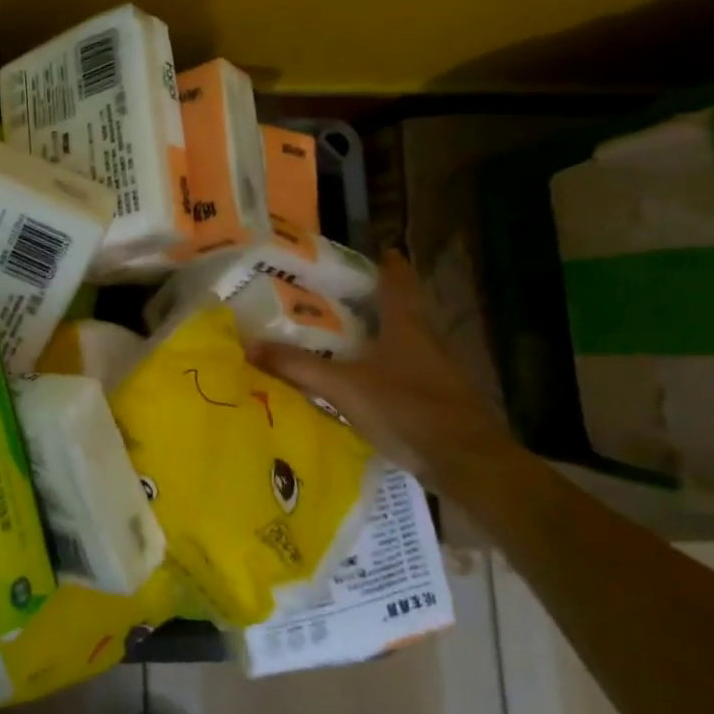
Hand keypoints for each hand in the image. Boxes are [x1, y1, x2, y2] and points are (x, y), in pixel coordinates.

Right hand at [251, 251, 510, 479]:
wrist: (465, 461)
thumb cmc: (405, 408)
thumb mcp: (342, 387)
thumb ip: (297, 367)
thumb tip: (248, 345)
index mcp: (406, 325)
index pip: (398, 281)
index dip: (386, 264)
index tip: (373, 252)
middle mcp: (427, 340)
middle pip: (403, 309)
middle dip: (376, 300)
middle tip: (340, 296)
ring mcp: (438, 371)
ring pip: (406, 341)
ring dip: (380, 335)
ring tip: (345, 336)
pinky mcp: (441, 399)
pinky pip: (408, 371)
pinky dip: (386, 368)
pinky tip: (365, 379)